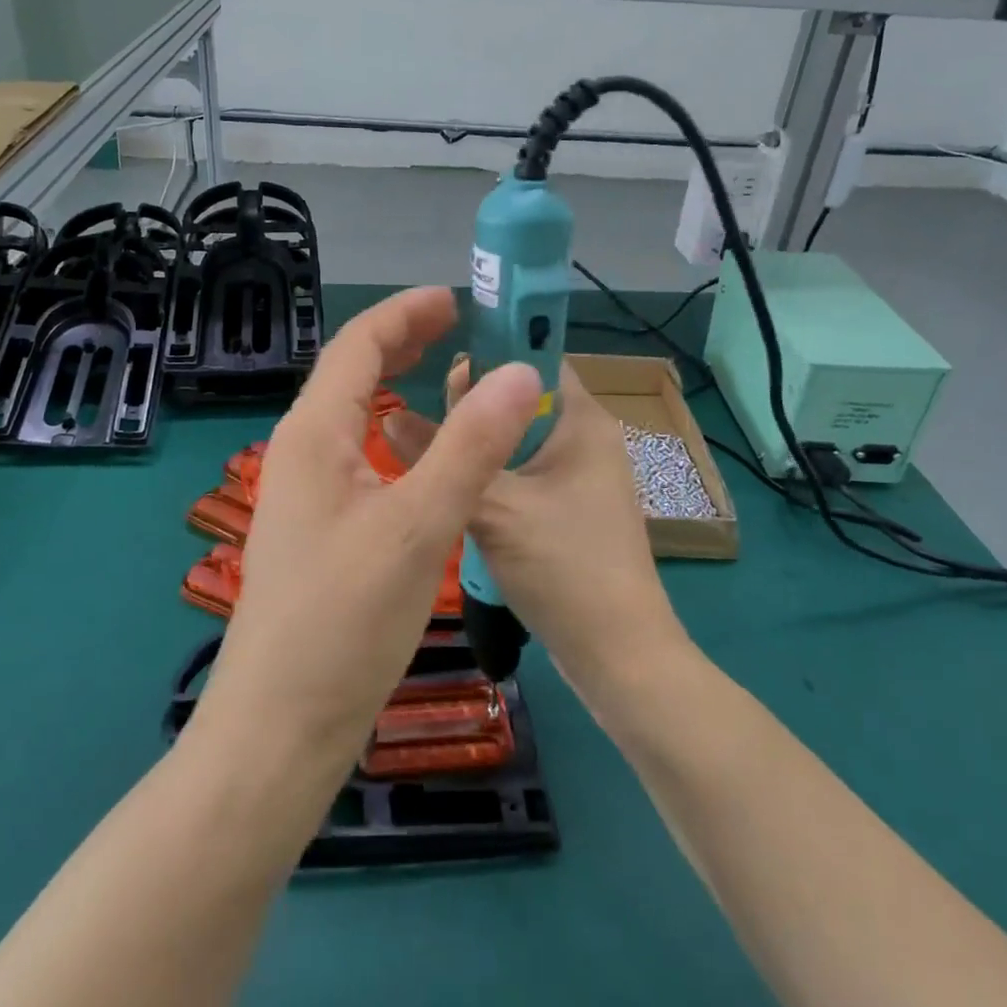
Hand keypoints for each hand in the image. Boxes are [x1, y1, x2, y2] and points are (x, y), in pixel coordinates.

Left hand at [193, 288, 543, 779]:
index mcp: (313, 434)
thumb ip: (470, 447)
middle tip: (458, 326)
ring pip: (353, 415)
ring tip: (444, 372)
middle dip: (401, 340)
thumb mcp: (417, 527)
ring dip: (395, 383)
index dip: (405, 313)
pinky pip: (358, 454)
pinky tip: (420, 451)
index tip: (456, 298)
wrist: (279, 727)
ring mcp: (307, 493)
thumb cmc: (344, 622)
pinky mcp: (319, 529)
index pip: (356, 345)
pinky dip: (393, 431)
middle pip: (350, 373)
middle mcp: (302, 452)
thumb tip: (521, 373)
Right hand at [385, 361, 687, 697]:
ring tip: (423, 442)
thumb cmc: (564, 566)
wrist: (617, 656)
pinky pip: (522, 473)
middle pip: (521, 400)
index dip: (488, 351)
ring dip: (478, 442)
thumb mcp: (494, 506)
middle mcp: (586, 438)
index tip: (434, 359)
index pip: (535, 355)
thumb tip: (388, 414)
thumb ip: (440, 455)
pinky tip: (452, 484)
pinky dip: (491, 473)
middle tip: (416, 410)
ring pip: (517, 440)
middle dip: (472, 402)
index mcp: (583, 419)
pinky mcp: (568, 510)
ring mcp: (579, 477)